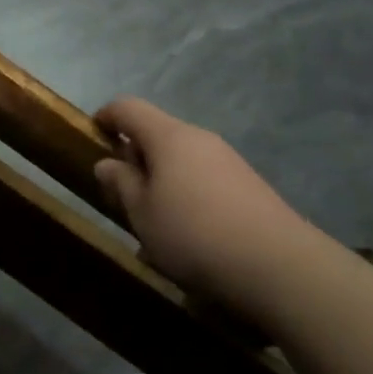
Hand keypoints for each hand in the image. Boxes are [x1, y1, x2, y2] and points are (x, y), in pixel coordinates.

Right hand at [94, 97, 315, 309]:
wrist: (279, 265)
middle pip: (158, 134)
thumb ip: (121, 184)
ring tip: (153, 222)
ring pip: (182, 160)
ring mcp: (228, 161)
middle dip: (135, 156)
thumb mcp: (143, 214)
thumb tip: (107, 163)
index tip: (93, 133)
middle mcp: (200, 139)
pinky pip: (204, 179)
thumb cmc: (194, 234)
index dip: (106, 116)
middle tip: (121, 192)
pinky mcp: (248, 185)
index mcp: (169, 137)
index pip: (129, 108)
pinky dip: (186, 195)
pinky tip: (187, 235)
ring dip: (161, 181)